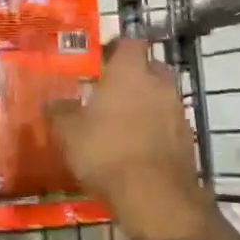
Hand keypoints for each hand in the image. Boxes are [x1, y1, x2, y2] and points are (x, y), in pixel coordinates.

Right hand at [49, 40, 216, 239]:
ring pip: (161, 96)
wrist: (155, 197)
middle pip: (150, 67)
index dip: (117, 48)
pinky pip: (169, 123)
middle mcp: (158, 82)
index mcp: (130, 71)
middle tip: (112, 92)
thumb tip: (51, 102)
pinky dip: (157, 129)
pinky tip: (139, 147)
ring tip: (123, 123)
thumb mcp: (69, 133)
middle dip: (134, 76)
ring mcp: (177, 110)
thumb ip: (60, 111)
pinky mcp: (187, 138)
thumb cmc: (107, 152)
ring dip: (146, 104)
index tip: (102, 60)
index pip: (130, 42)